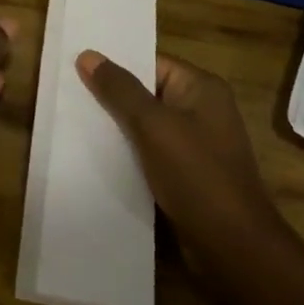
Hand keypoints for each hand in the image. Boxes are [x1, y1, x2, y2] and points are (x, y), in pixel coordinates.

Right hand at [76, 50, 284, 266]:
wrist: (234, 250)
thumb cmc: (197, 176)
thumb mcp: (153, 126)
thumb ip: (119, 90)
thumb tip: (88, 54)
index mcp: (202, 88)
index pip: (151, 62)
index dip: (115, 64)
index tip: (77, 66)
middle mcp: (202, 110)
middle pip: (147, 93)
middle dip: (111, 96)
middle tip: (69, 92)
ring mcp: (196, 144)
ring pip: (146, 125)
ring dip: (117, 127)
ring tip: (74, 121)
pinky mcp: (188, 174)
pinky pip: (151, 152)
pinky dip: (128, 153)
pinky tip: (97, 156)